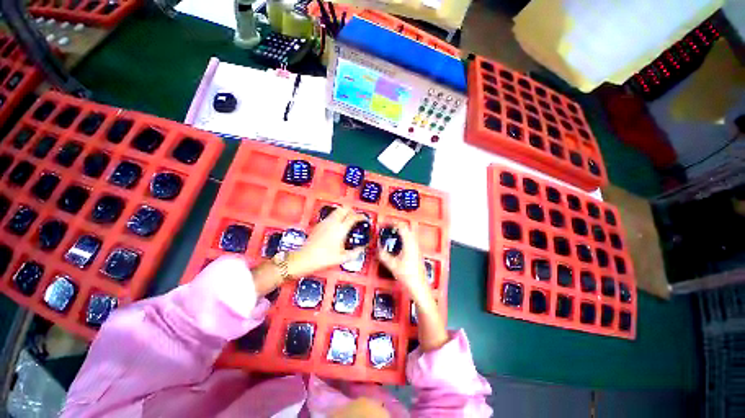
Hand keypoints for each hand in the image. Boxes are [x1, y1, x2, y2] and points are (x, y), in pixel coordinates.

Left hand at [287, 206, 366, 277]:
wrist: (306, 258)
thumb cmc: (324, 258)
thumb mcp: (343, 258)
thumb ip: (355, 252)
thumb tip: (362, 249)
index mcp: (341, 229)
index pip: (354, 217)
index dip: (361, 216)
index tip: (364, 219)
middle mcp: (333, 222)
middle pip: (345, 208)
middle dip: (352, 211)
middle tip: (355, 218)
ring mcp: (325, 222)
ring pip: (337, 210)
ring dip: (344, 212)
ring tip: (347, 220)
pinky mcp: (319, 224)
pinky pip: (330, 216)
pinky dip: (336, 217)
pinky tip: (336, 226)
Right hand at [378, 221, 446, 351]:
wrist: (420, 287)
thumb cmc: (407, 276)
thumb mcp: (393, 265)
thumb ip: (383, 255)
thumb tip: (377, 247)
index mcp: (409, 243)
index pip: (402, 226)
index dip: (392, 223)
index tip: (383, 224)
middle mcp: (414, 243)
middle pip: (406, 228)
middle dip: (396, 225)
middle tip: (386, 227)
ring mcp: (417, 247)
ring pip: (409, 233)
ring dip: (400, 231)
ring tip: (390, 233)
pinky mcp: (417, 252)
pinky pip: (410, 239)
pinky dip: (403, 237)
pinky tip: (397, 243)